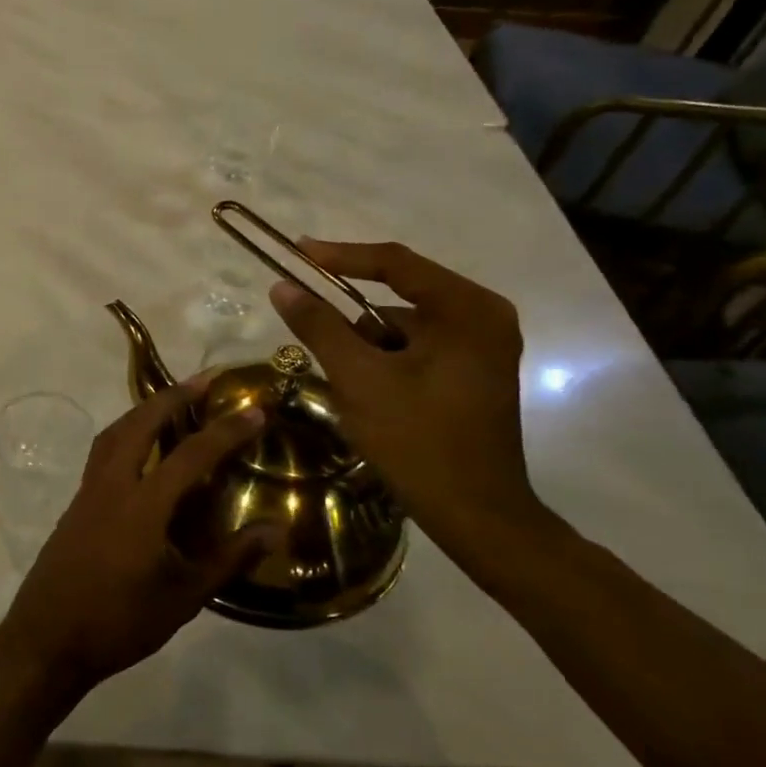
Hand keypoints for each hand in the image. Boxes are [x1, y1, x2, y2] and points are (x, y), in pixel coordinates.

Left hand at [0, 379, 274, 693]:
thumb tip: (276, 530)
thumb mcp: (184, 597)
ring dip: (144, 409)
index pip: (190, 455)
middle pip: (140, 423)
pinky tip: (142, 449)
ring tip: (173, 402)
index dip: (225, 430)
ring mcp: (88, 491)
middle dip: (174, 396)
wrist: (47, 638)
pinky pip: (103, 451)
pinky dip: (126, 433)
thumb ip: (229, 558)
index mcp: (142, 505)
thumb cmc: (120, 622)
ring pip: (115, 432)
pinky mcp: (76, 502)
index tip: (254, 409)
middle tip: (205, 380)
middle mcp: (111, 485)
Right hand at [269, 240, 566, 570]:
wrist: (476, 514)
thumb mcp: (359, 378)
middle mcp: (483, 317)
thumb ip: (319, 327)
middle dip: (351, 317)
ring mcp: (482, 346)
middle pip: (399, 296)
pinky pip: (417, 348)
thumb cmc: (418, 440)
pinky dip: (385, 361)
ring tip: (348, 384)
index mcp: (467, 310)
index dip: (340, 255)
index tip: (296, 252)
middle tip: (308, 321)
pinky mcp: (473, 372)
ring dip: (367, 345)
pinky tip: (371, 395)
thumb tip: (282, 287)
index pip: (395, 263)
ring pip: (403, 327)